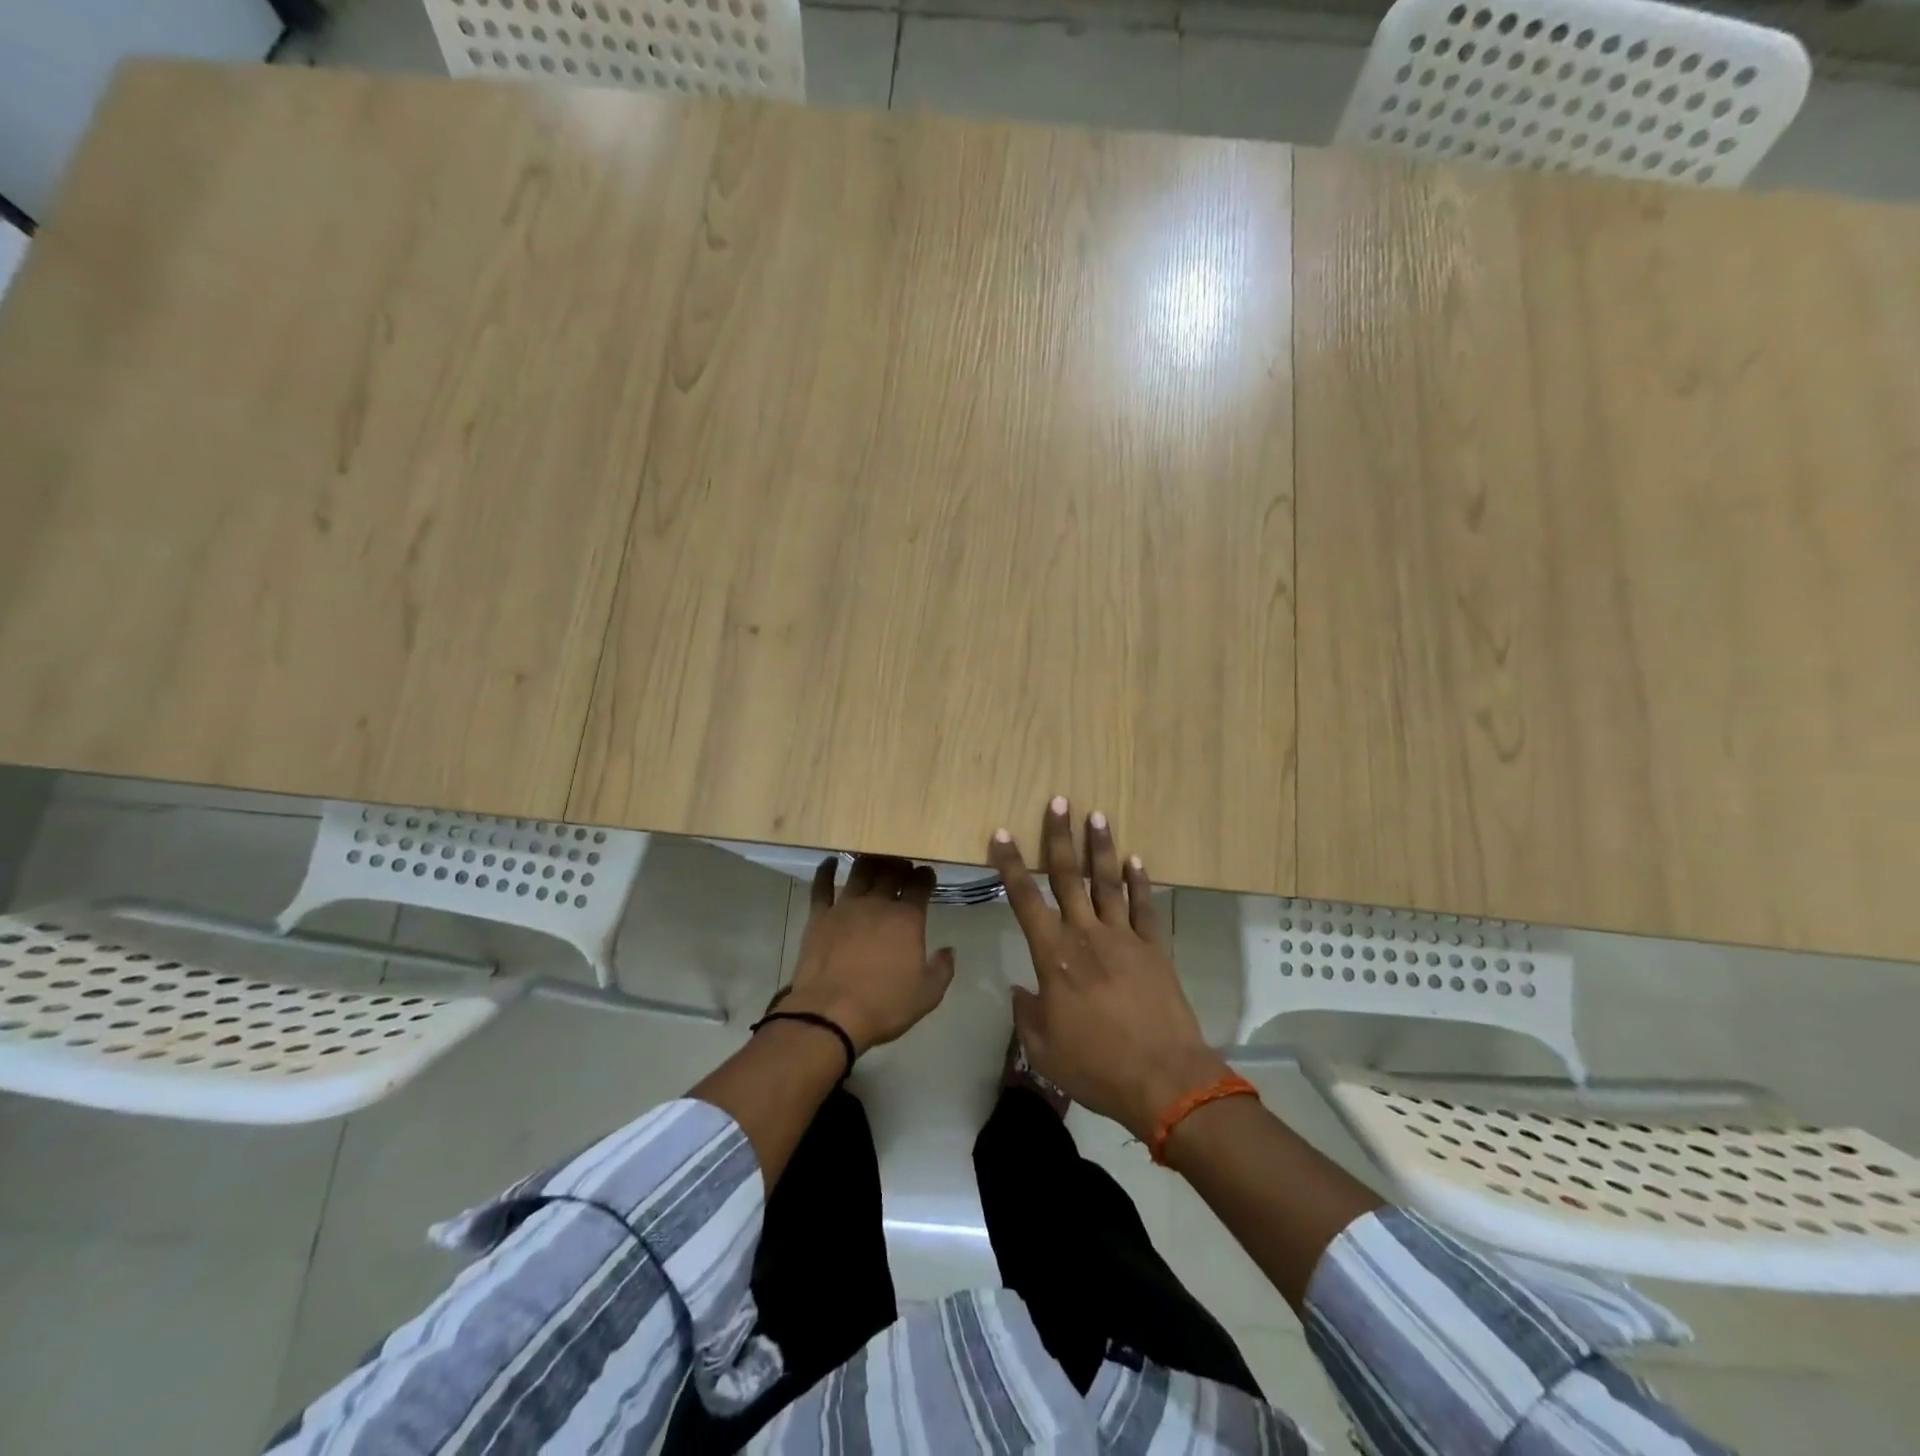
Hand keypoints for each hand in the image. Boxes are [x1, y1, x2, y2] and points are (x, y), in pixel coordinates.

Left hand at [777, 854, 954, 1055]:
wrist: (830, 1014)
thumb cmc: (884, 1005)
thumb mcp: (927, 995)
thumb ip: (943, 969)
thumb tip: (948, 950)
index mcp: (907, 919)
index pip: (920, 886)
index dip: (925, 876)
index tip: (927, 874)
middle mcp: (877, 904)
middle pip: (891, 873)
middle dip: (900, 865)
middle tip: (903, 865)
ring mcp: (845, 907)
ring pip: (860, 872)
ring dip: (870, 862)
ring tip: (874, 859)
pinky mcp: (819, 916)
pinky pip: (821, 886)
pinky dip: (825, 871)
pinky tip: (829, 862)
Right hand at [990, 798, 1229, 1141]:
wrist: (1164, 1079)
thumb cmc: (1096, 1066)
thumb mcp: (1043, 1049)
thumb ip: (1027, 1014)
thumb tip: (1020, 991)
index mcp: (1054, 956)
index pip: (1026, 899)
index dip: (1011, 865)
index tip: (1002, 834)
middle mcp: (1087, 935)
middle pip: (1070, 877)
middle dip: (1060, 837)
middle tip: (1059, 802)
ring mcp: (1125, 939)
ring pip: (1108, 883)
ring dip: (1101, 848)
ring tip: (1097, 815)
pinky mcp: (1154, 949)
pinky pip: (1144, 908)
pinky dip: (1140, 882)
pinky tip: (1136, 860)